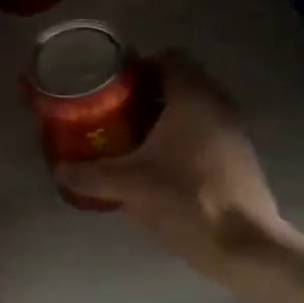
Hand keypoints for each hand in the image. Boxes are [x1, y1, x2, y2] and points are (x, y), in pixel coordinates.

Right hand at [55, 51, 290, 268]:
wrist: (243, 244)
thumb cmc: (186, 200)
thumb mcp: (129, 186)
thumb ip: (90, 175)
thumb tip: (59, 170)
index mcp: (193, 97)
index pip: (168, 58)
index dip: (138, 67)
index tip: (112, 87)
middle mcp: (218, 105)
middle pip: (180, 84)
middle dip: (146, 96)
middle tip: (114, 114)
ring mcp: (233, 132)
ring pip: (193, 111)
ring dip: (164, 119)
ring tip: (132, 142)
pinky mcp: (239, 158)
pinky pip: (204, 134)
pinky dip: (181, 141)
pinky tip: (159, 168)